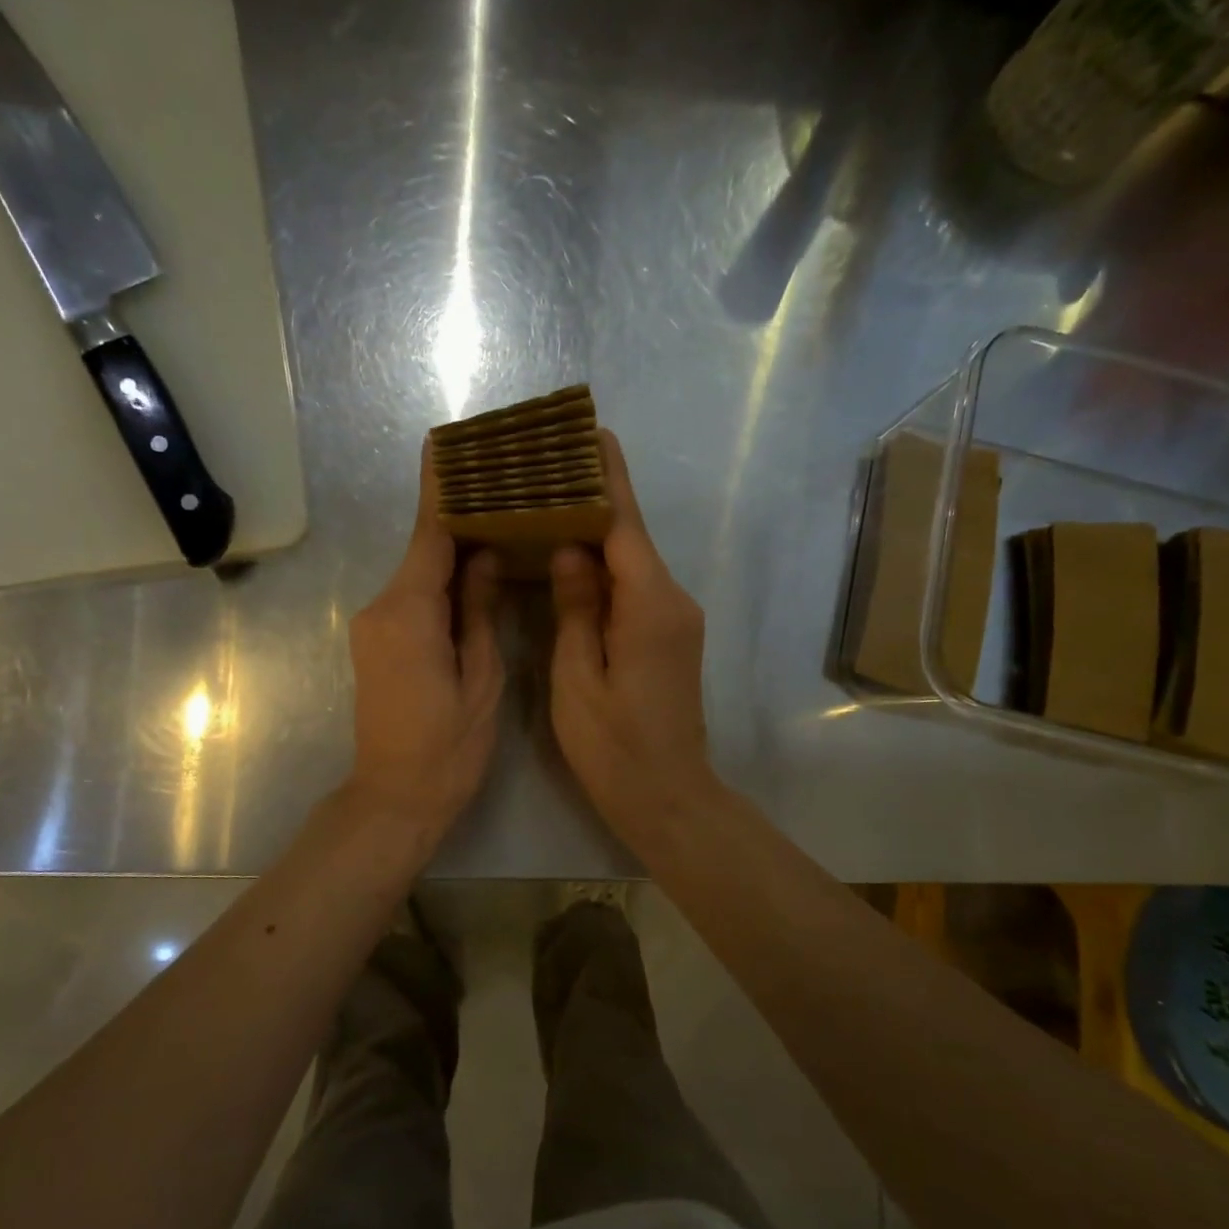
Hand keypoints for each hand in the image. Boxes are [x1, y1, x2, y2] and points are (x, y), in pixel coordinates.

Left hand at [346, 438, 503, 836]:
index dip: (441, 490)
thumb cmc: (447, 747)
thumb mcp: (481, 679)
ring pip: (419, 577)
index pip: (429, 535)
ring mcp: (373, 627)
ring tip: (499, 529)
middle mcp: (381, 608)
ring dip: (453, 555)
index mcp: (409, 613)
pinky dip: (441, 585)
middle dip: (459, 521)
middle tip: (502, 490)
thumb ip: (479, 612)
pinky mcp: (375, 644)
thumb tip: (484, 556)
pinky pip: (412, 600)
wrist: (394, 798)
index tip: (446, 445)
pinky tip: (474, 579)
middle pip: (424, 552)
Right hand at [549, 431, 721, 850]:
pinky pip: (636, 587)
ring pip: (633, 561)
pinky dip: (606, 566)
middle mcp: (672, 601)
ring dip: (599, 533)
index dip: (606, 477)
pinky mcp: (670, 637)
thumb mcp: (578, 678)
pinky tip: (573, 559)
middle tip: (551, 466)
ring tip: (552, 503)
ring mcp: (676, 619)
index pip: (625, 524)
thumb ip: (575, 608)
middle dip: (597, 497)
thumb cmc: (614, 746)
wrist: (668, 796)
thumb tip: (570, 550)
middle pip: (632, 536)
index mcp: (649, 605)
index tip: (590, 432)